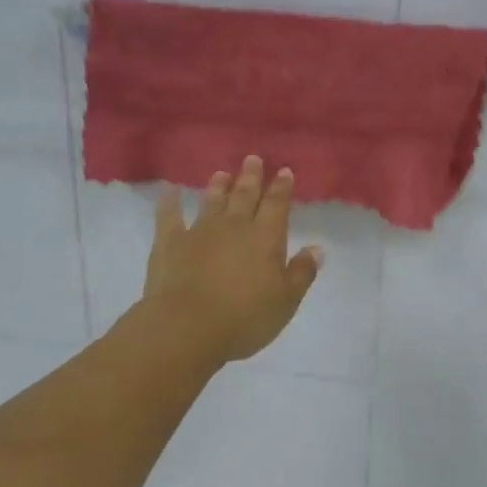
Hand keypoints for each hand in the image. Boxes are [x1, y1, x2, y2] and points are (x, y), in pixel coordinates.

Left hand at [139, 155, 323, 365]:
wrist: (187, 328)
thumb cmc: (244, 318)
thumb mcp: (286, 301)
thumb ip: (302, 272)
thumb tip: (317, 248)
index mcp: (265, 238)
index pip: (277, 205)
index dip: (282, 188)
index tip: (284, 171)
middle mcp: (234, 226)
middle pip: (244, 195)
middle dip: (251, 177)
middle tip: (253, 159)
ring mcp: (199, 231)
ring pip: (212, 201)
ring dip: (218, 186)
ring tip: (222, 173)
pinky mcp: (170, 242)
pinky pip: (169, 216)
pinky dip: (169, 201)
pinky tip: (169, 189)